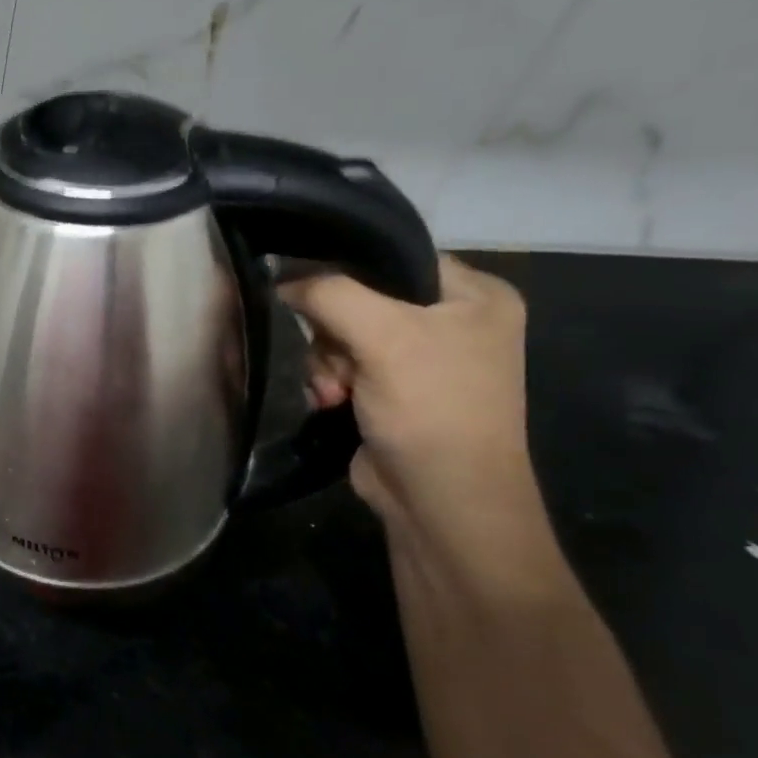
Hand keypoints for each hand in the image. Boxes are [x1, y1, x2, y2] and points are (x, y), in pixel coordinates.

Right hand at [280, 256, 540, 543]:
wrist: (441, 501)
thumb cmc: (431, 408)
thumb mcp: (383, 336)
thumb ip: (329, 294)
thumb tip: (281, 279)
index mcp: (475, 295)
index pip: (395, 256)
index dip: (347, 271)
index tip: (312, 295)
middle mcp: (452, 321)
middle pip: (360, 298)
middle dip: (334, 334)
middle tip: (341, 363)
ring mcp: (420, 359)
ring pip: (341, 334)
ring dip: (326, 363)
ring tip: (336, 392)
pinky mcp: (391, 390)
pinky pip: (340, 365)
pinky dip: (329, 382)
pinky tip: (332, 403)